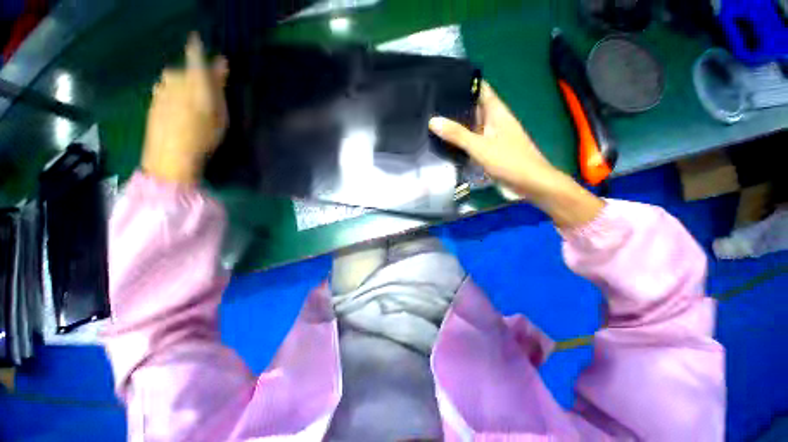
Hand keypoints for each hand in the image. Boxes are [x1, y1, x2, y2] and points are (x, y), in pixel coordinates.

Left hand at [141, 33, 228, 184]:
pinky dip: (173, 94)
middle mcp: (174, 79)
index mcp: (194, 81)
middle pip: (185, 69)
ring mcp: (161, 90)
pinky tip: (179, 109)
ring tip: (192, 103)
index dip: (197, 47)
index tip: (198, 40)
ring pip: (174, 79)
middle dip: (195, 75)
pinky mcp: (153, 101)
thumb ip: (218, 86)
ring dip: (183, 84)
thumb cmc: (203, 136)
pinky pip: (165, 90)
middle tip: (206, 91)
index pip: (195, 55)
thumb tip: (222, 62)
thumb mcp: (220, 113)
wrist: (170, 155)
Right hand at [429, 81, 603, 227]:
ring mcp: (492, 136)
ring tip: (433, 121)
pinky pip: (472, 141)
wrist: (530, 184)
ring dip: (456, 124)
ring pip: (472, 125)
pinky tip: (446, 143)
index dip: (464, 83)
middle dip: (455, 105)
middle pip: (473, 107)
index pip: (480, 89)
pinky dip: (461, 141)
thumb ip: (457, 134)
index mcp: (496, 111)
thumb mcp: (480, 146)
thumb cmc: (509, 161)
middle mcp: (494, 120)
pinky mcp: (489, 150)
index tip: (442, 82)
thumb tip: (433, 120)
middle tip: (430, 105)